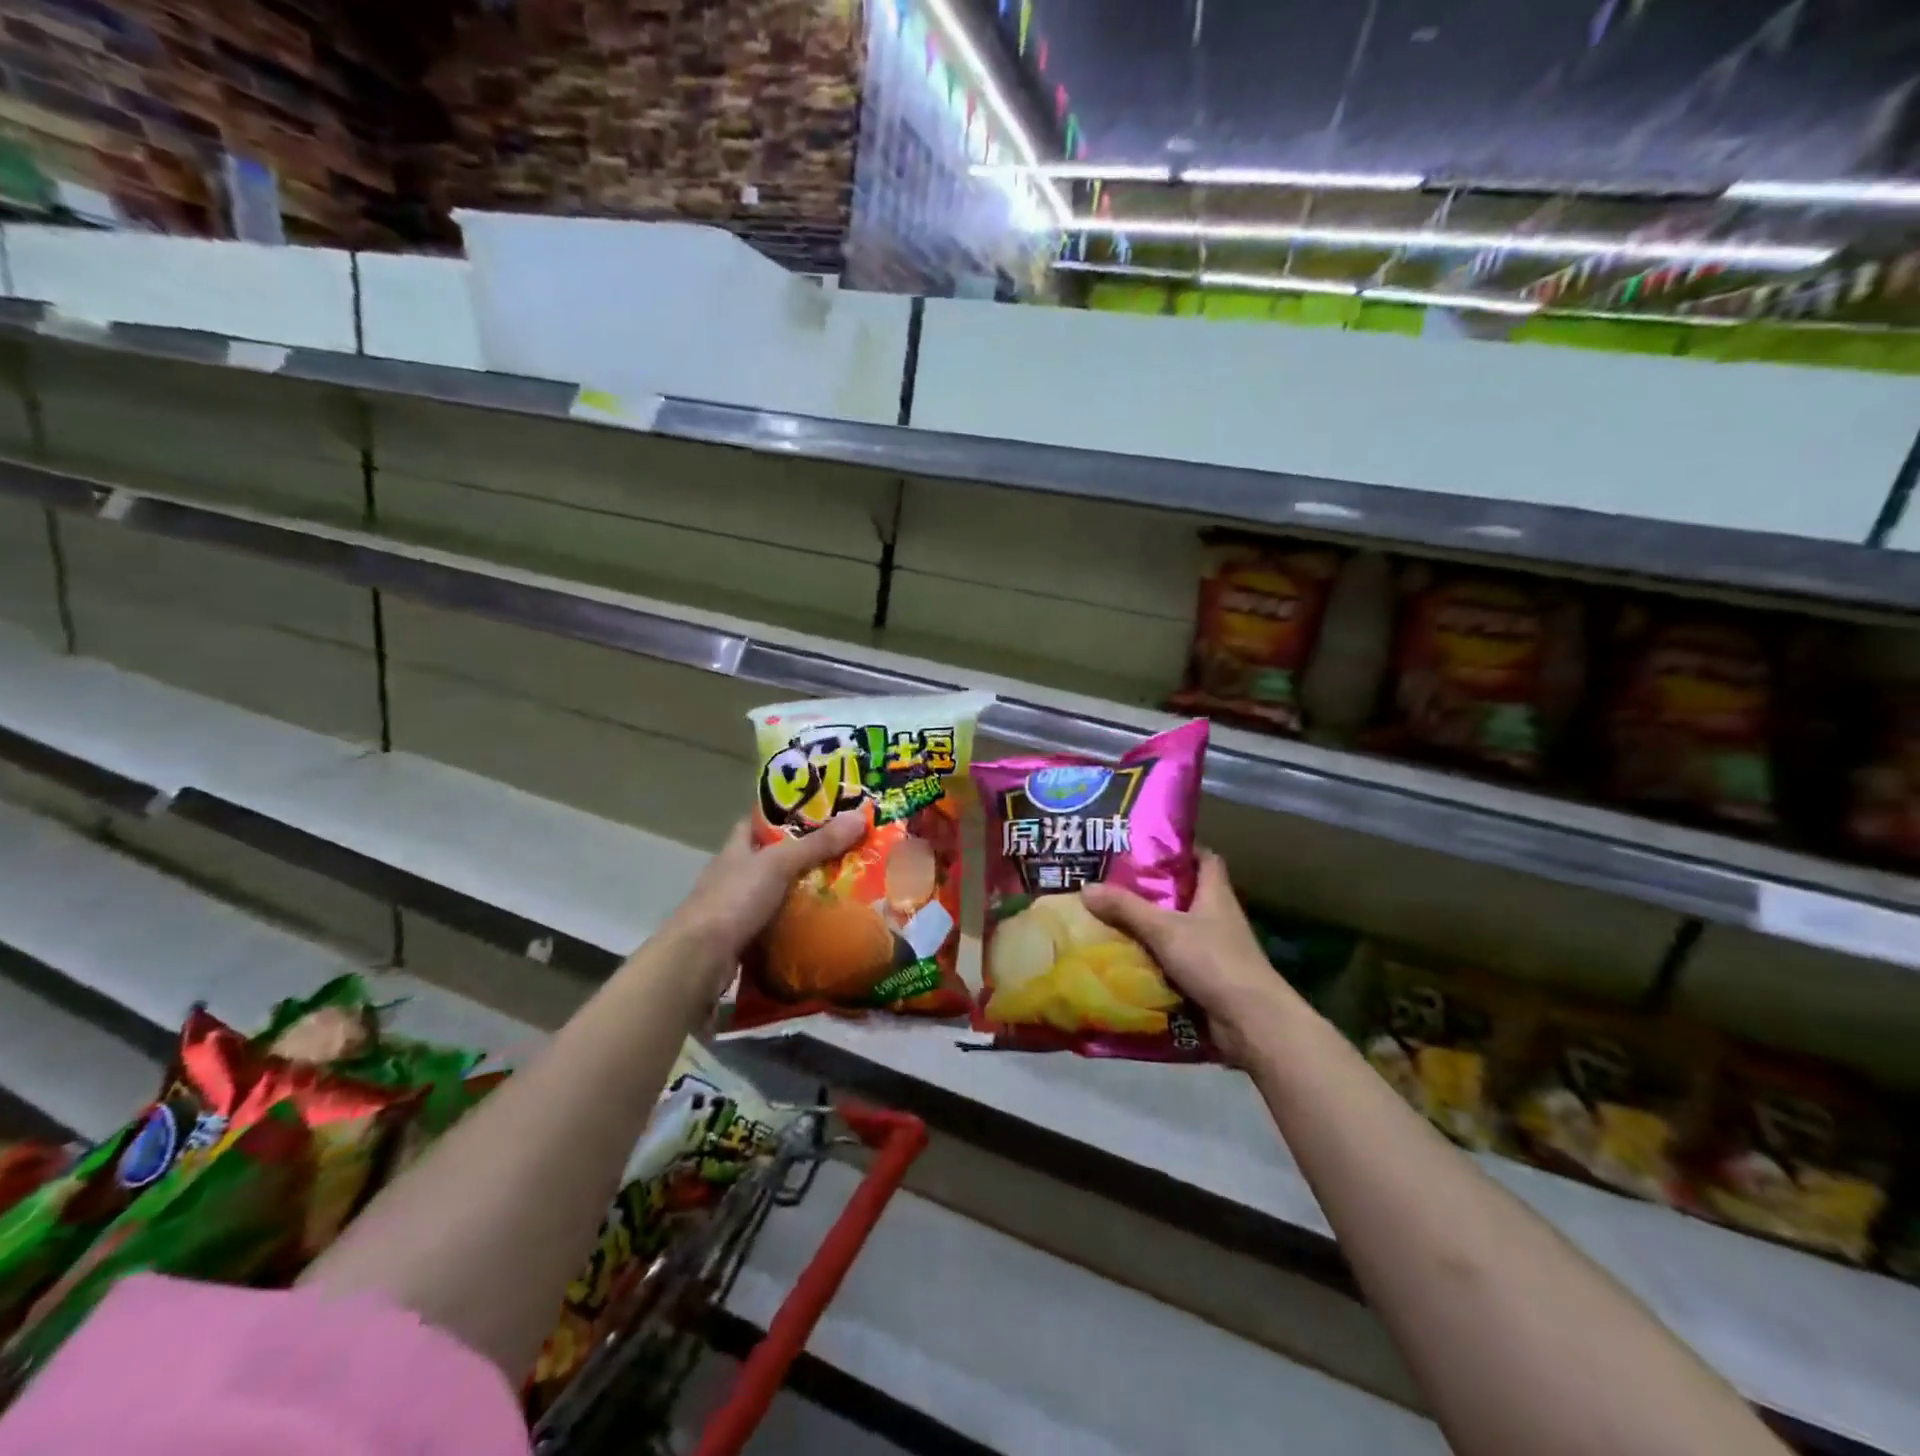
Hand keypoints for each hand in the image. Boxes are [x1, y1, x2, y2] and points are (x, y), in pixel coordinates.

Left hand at [658, 812, 865, 997]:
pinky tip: (816, 926)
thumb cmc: (734, 900)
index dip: (780, 816)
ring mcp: (732, 910)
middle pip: (767, 860)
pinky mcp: (739, 940)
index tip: (814, 814)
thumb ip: (817, 844)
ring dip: (796, 894)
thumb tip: (859, 816)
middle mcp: (731, 876)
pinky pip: (771, 926)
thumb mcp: (778, 865)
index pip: (755, 823)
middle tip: (839, 854)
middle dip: (798, 858)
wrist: (698, 959)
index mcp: (734, 851)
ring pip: (771, 894)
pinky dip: (791, 925)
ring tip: (836, 890)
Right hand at [1081, 850, 1304, 1065]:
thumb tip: (1085, 887)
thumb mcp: (1164, 929)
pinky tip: (1123, 956)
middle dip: (1152, 890)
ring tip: (1109, 917)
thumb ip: (1126, 908)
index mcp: (1216, 894)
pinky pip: (1173, 959)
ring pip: (1176, 928)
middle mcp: (1217, 917)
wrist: (1251, 1023)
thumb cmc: (1214, 961)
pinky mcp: (1206, 978)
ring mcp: (1213, 949)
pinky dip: (1152, 957)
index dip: (1179, 851)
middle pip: (1184, 894)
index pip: (1204, 859)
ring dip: (1149, 926)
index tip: (1146, 849)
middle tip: (1113, 883)